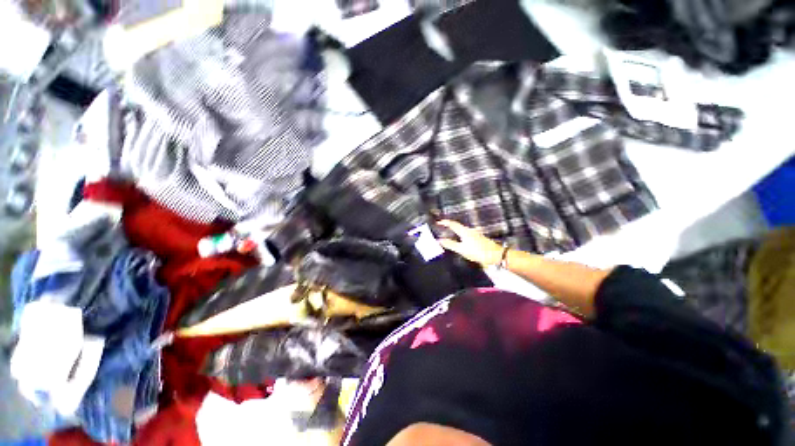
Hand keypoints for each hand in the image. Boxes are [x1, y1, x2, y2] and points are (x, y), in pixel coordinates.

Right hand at [437, 220, 503, 266]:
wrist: (496, 255)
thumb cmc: (478, 252)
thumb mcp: (462, 249)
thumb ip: (450, 244)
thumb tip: (439, 240)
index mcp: (464, 231)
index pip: (452, 224)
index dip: (445, 222)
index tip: (438, 222)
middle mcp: (469, 230)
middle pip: (457, 226)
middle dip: (449, 226)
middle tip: (441, 228)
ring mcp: (474, 234)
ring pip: (461, 230)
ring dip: (454, 231)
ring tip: (448, 234)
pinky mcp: (478, 238)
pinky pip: (465, 234)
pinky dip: (459, 235)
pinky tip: (459, 240)